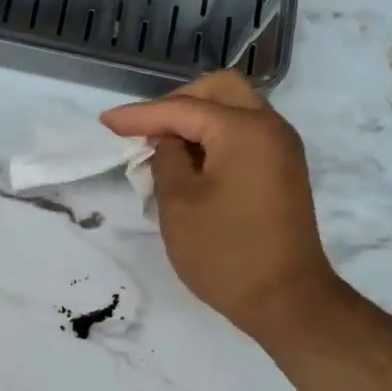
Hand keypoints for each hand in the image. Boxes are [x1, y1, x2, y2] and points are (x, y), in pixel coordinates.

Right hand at [100, 71, 343, 348]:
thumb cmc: (225, 253)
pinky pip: (246, 135)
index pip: (182, 109)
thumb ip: (166, 161)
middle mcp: (270, 128)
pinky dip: (216, 138)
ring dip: (197, 120)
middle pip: (219, 91)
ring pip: (235, 111)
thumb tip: (168, 142)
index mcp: (244, 130)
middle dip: (176, 104)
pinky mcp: (284, 171)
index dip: (139, 115)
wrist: (286, 299)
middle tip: (144, 130)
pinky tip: (191, 163)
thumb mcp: (178, 205)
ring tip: (162, 148)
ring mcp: (282, 149)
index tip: (105, 123)